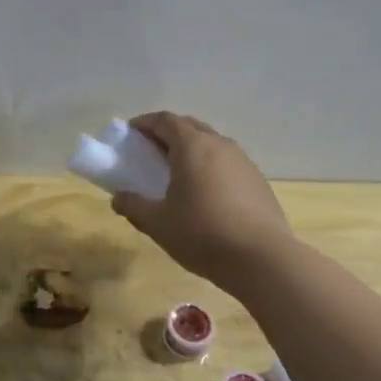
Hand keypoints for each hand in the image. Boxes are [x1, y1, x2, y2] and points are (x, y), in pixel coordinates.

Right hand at [111, 112, 295, 291]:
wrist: (262, 259)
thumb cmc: (202, 234)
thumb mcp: (158, 223)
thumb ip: (134, 206)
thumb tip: (118, 198)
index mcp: (192, 146)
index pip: (165, 120)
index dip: (144, 123)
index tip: (130, 133)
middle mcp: (219, 144)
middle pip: (190, 126)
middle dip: (168, 133)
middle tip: (150, 151)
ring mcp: (243, 161)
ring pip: (211, 143)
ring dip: (191, 149)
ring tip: (177, 172)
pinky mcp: (258, 181)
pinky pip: (227, 163)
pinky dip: (210, 167)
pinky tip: (205, 193)